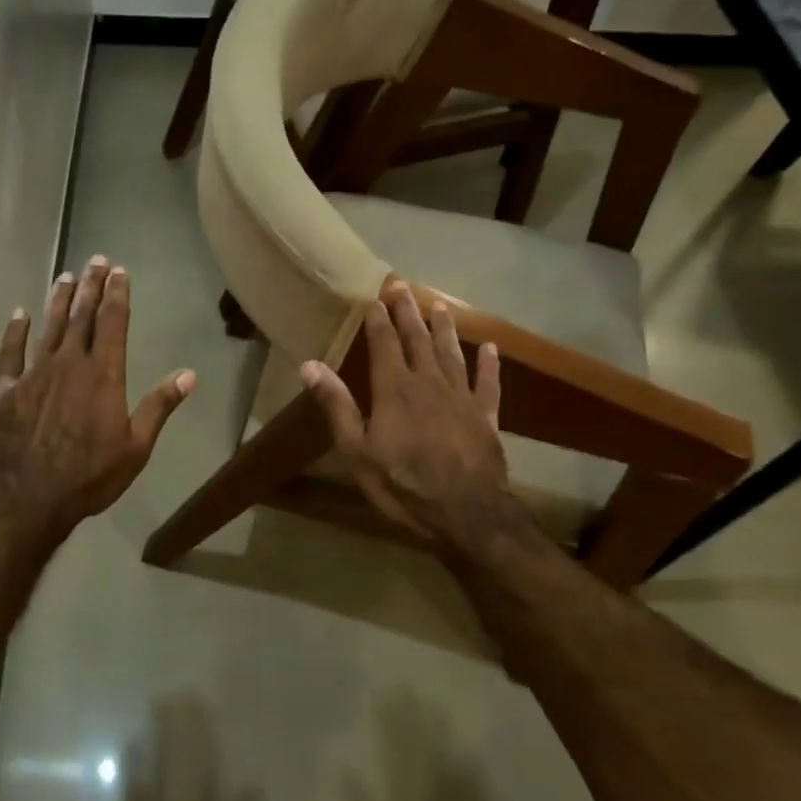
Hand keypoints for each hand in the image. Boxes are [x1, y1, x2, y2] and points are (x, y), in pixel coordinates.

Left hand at [0, 256, 195, 537]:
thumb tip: (189, 375)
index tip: (120, 271)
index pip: (113, 323)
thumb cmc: (90, 475)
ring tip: (65, 276)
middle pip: (81, 316)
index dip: (117, 294)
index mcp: (103, 374)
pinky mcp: (7, 390)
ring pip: (48, 327)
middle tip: (96, 260)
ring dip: (58, 300)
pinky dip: (14, 332)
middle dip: (91, 286)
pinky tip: (19, 314)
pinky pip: (10, 354)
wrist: (29, 496)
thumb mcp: (136, 446)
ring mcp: (34, 374)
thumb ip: (159, 406)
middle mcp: (68, 364)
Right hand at [298, 284, 528, 553]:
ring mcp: (462, 398)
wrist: (466, 514)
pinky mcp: (486, 417)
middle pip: (418, 340)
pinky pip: (488, 384)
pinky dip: (489, 365)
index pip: (384, 344)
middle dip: (409, 312)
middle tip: (403, 286)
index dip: (378, 319)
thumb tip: (309, 365)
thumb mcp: (356, 450)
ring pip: (452, 353)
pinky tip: (491, 349)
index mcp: (394, 390)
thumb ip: (336, 405)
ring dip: (445, 328)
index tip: (374, 297)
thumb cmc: (403, 484)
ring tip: (440, 305)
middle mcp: (429, 383)